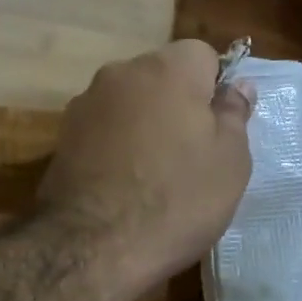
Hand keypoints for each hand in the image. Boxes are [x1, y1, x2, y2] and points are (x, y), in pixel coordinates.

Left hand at [39, 40, 253, 299]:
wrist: (91, 246)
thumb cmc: (176, 200)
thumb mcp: (230, 161)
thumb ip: (234, 114)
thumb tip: (238, 85)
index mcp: (168, 68)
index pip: (202, 54)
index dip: (214, 87)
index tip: (217, 127)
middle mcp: (122, 72)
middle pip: (162, 75)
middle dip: (178, 102)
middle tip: (191, 153)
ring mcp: (87, 101)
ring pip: (131, 100)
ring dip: (145, 122)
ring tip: (153, 172)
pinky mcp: (63, 133)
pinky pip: (104, 125)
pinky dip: (116, 142)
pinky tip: (122, 180)